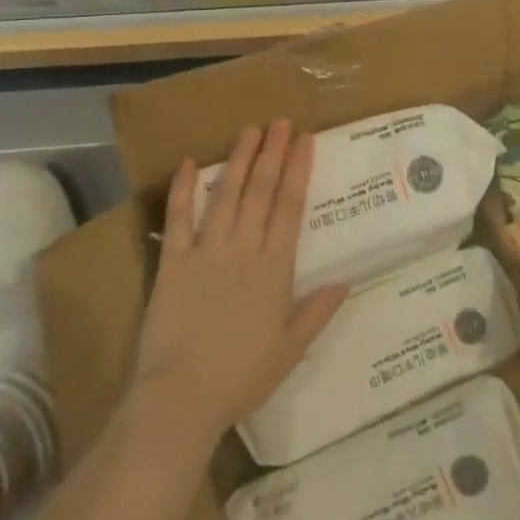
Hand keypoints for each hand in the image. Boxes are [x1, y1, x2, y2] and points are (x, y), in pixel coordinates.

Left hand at [129, 119, 347, 438]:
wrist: (181, 398)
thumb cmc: (241, 376)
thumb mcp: (290, 348)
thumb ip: (317, 311)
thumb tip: (346, 281)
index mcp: (274, 266)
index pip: (291, 205)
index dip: (299, 168)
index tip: (306, 139)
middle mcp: (243, 248)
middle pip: (262, 190)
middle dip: (273, 152)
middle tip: (281, 121)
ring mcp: (206, 251)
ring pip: (226, 194)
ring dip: (240, 159)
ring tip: (250, 130)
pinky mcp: (173, 262)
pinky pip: (178, 219)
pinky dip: (183, 190)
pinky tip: (188, 163)